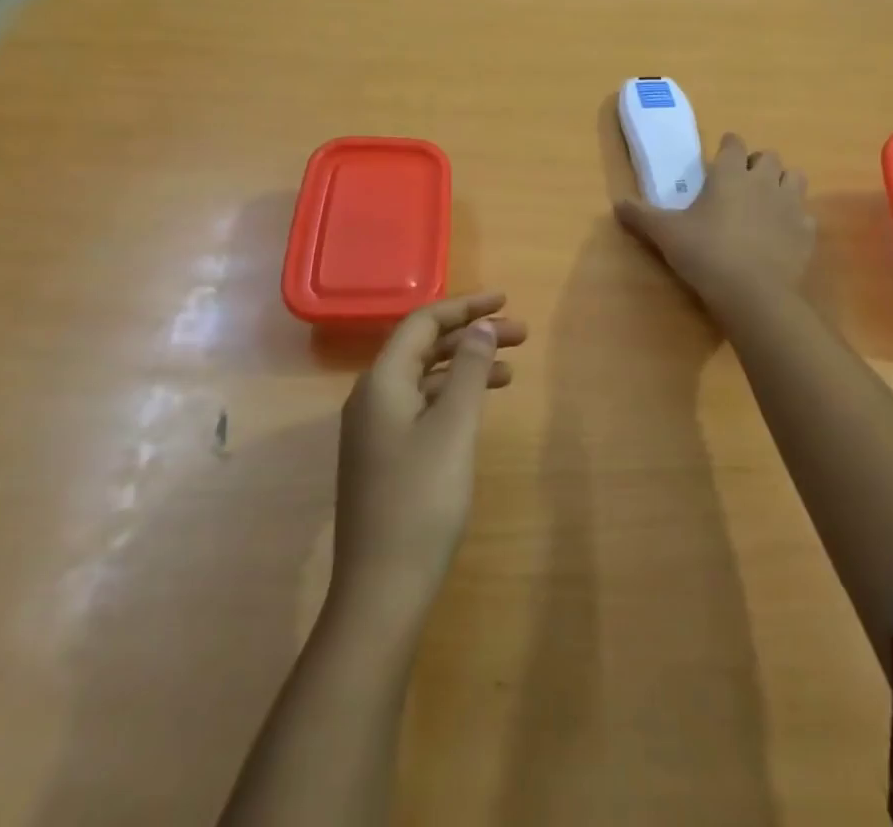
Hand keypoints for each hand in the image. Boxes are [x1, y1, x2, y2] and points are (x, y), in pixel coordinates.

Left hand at [328, 293, 525, 630]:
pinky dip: (453, 396)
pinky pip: (422, 406)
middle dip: (471, 335)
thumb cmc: (421, 500)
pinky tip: (480, 407)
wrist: (381, 590)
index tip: (505, 301)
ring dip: (465, 366)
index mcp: (381, 382)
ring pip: (425, 379)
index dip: (465, 307)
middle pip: (424, 347)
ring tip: (511, 369)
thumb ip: (468, 370)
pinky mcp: (384, 456)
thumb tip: (483, 326)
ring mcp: (375, 429)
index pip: (422, 322)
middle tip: (520, 335)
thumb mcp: (453, 428)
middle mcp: (372, 397)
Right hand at [616, 133, 816, 306]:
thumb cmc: (706, 253)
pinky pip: (805, 215)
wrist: (753, 293)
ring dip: (782, 183)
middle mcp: (764, 181)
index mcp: (730, 174)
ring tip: (766, 202)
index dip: (727, 147)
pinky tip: (781, 235)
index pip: (734, 143)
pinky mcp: (806, 231)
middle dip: (757, 164)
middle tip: (741, 183)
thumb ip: (641, 216)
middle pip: (768, 156)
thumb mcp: (666, 234)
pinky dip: (795, 220)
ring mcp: (790, 205)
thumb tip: (616, 204)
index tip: (719, 159)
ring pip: (795, 177)